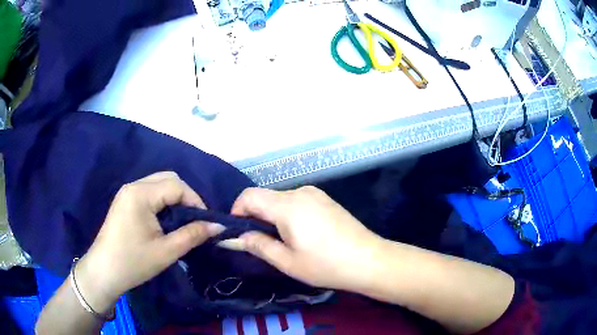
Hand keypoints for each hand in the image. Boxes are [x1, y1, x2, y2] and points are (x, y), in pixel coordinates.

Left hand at [75, 172, 224, 313]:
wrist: (104, 272)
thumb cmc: (133, 263)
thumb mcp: (166, 251)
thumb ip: (193, 235)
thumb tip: (218, 226)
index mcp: (140, 194)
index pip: (176, 185)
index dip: (195, 201)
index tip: (205, 222)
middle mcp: (133, 186)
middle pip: (168, 179)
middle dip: (186, 197)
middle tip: (194, 221)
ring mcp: (127, 192)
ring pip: (159, 184)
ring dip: (174, 199)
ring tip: (182, 222)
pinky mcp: (125, 201)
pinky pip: (150, 193)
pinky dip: (163, 202)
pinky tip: (165, 221)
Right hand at [218, 186, 385, 291]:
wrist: (369, 260)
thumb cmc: (326, 265)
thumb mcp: (287, 261)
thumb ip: (258, 245)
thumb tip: (235, 237)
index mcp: (287, 205)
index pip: (249, 195)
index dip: (236, 211)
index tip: (238, 232)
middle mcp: (300, 192)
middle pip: (265, 197)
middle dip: (255, 216)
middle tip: (259, 242)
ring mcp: (316, 194)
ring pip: (281, 199)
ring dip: (272, 216)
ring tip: (282, 242)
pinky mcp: (326, 200)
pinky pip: (297, 202)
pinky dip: (288, 214)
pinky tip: (301, 234)